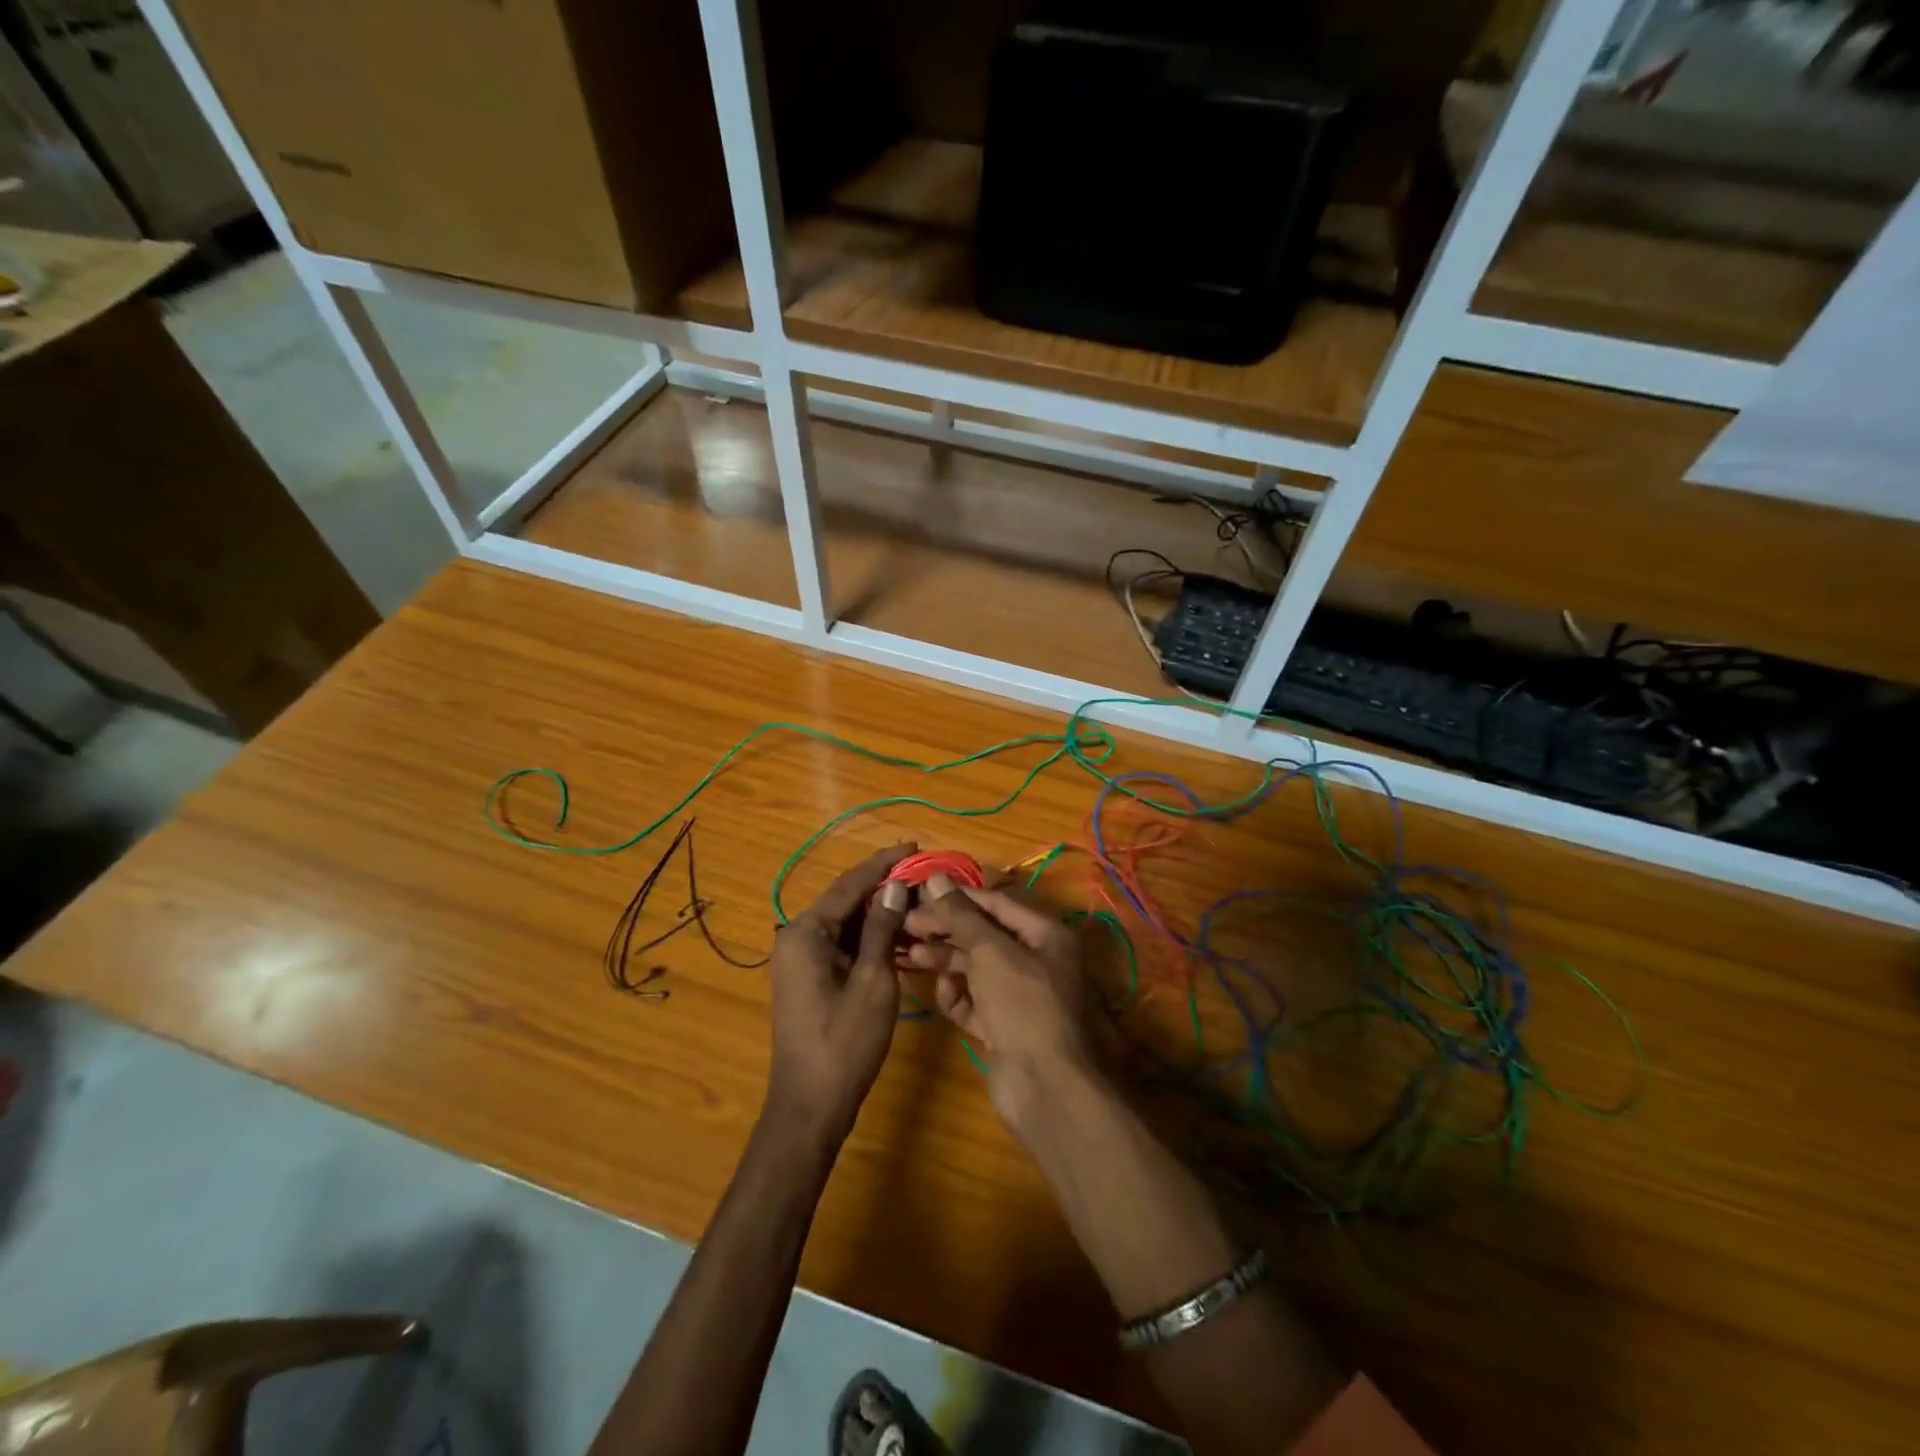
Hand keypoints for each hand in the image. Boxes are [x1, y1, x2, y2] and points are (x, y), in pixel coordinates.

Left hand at [765, 844, 914, 1144]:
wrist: (810, 1107)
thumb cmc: (844, 1043)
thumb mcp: (872, 981)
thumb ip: (882, 929)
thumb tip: (894, 886)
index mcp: (806, 933)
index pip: (849, 885)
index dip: (883, 863)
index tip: (913, 845)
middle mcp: (796, 938)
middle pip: (845, 901)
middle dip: (883, 887)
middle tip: (922, 874)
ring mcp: (800, 960)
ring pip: (845, 924)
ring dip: (879, 914)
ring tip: (918, 900)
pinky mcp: (809, 978)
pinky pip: (842, 946)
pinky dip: (869, 939)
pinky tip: (899, 936)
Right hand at [903, 874, 1093, 1124]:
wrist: (1046, 1086)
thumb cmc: (1024, 1004)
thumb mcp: (991, 952)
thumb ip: (961, 916)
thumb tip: (936, 878)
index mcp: (1046, 934)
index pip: (997, 903)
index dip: (959, 897)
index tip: (920, 894)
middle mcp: (1036, 960)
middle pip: (984, 935)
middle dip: (947, 930)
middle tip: (908, 925)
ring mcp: (1020, 996)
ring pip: (976, 968)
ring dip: (946, 960)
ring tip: (913, 955)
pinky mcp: (1004, 1026)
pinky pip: (975, 1000)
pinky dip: (958, 995)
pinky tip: (944, 993)